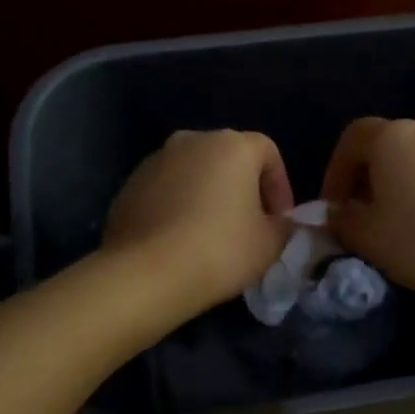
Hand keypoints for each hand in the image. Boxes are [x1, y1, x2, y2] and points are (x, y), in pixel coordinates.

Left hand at [103, 129, 294, 312]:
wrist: (147, 273)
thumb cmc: (221, 250)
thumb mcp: (270, 244)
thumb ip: (285, 226)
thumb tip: (282, 223)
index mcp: (232, 145)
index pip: (268, 152)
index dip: (280, 186)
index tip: (279, 220)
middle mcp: (192, 140)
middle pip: (228, 158)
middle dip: (242, 188)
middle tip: (249, 226)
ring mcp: (155, 160)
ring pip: (194, 173)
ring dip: (207, 196)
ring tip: (211, 235)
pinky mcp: (129, 185)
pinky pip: (166, 190)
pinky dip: (178, 207)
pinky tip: (180, 240)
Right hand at [320, 118, 414, 300]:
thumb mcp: (365, 236)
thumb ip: (341, 220)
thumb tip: (335, 214)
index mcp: (392, 136)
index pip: (352, 138)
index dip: (335, 171)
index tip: (333, 207)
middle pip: (385, 146)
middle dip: (365, 179)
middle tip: (358, 216)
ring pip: (413, 160)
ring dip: (395, 186)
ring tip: (391, 225)